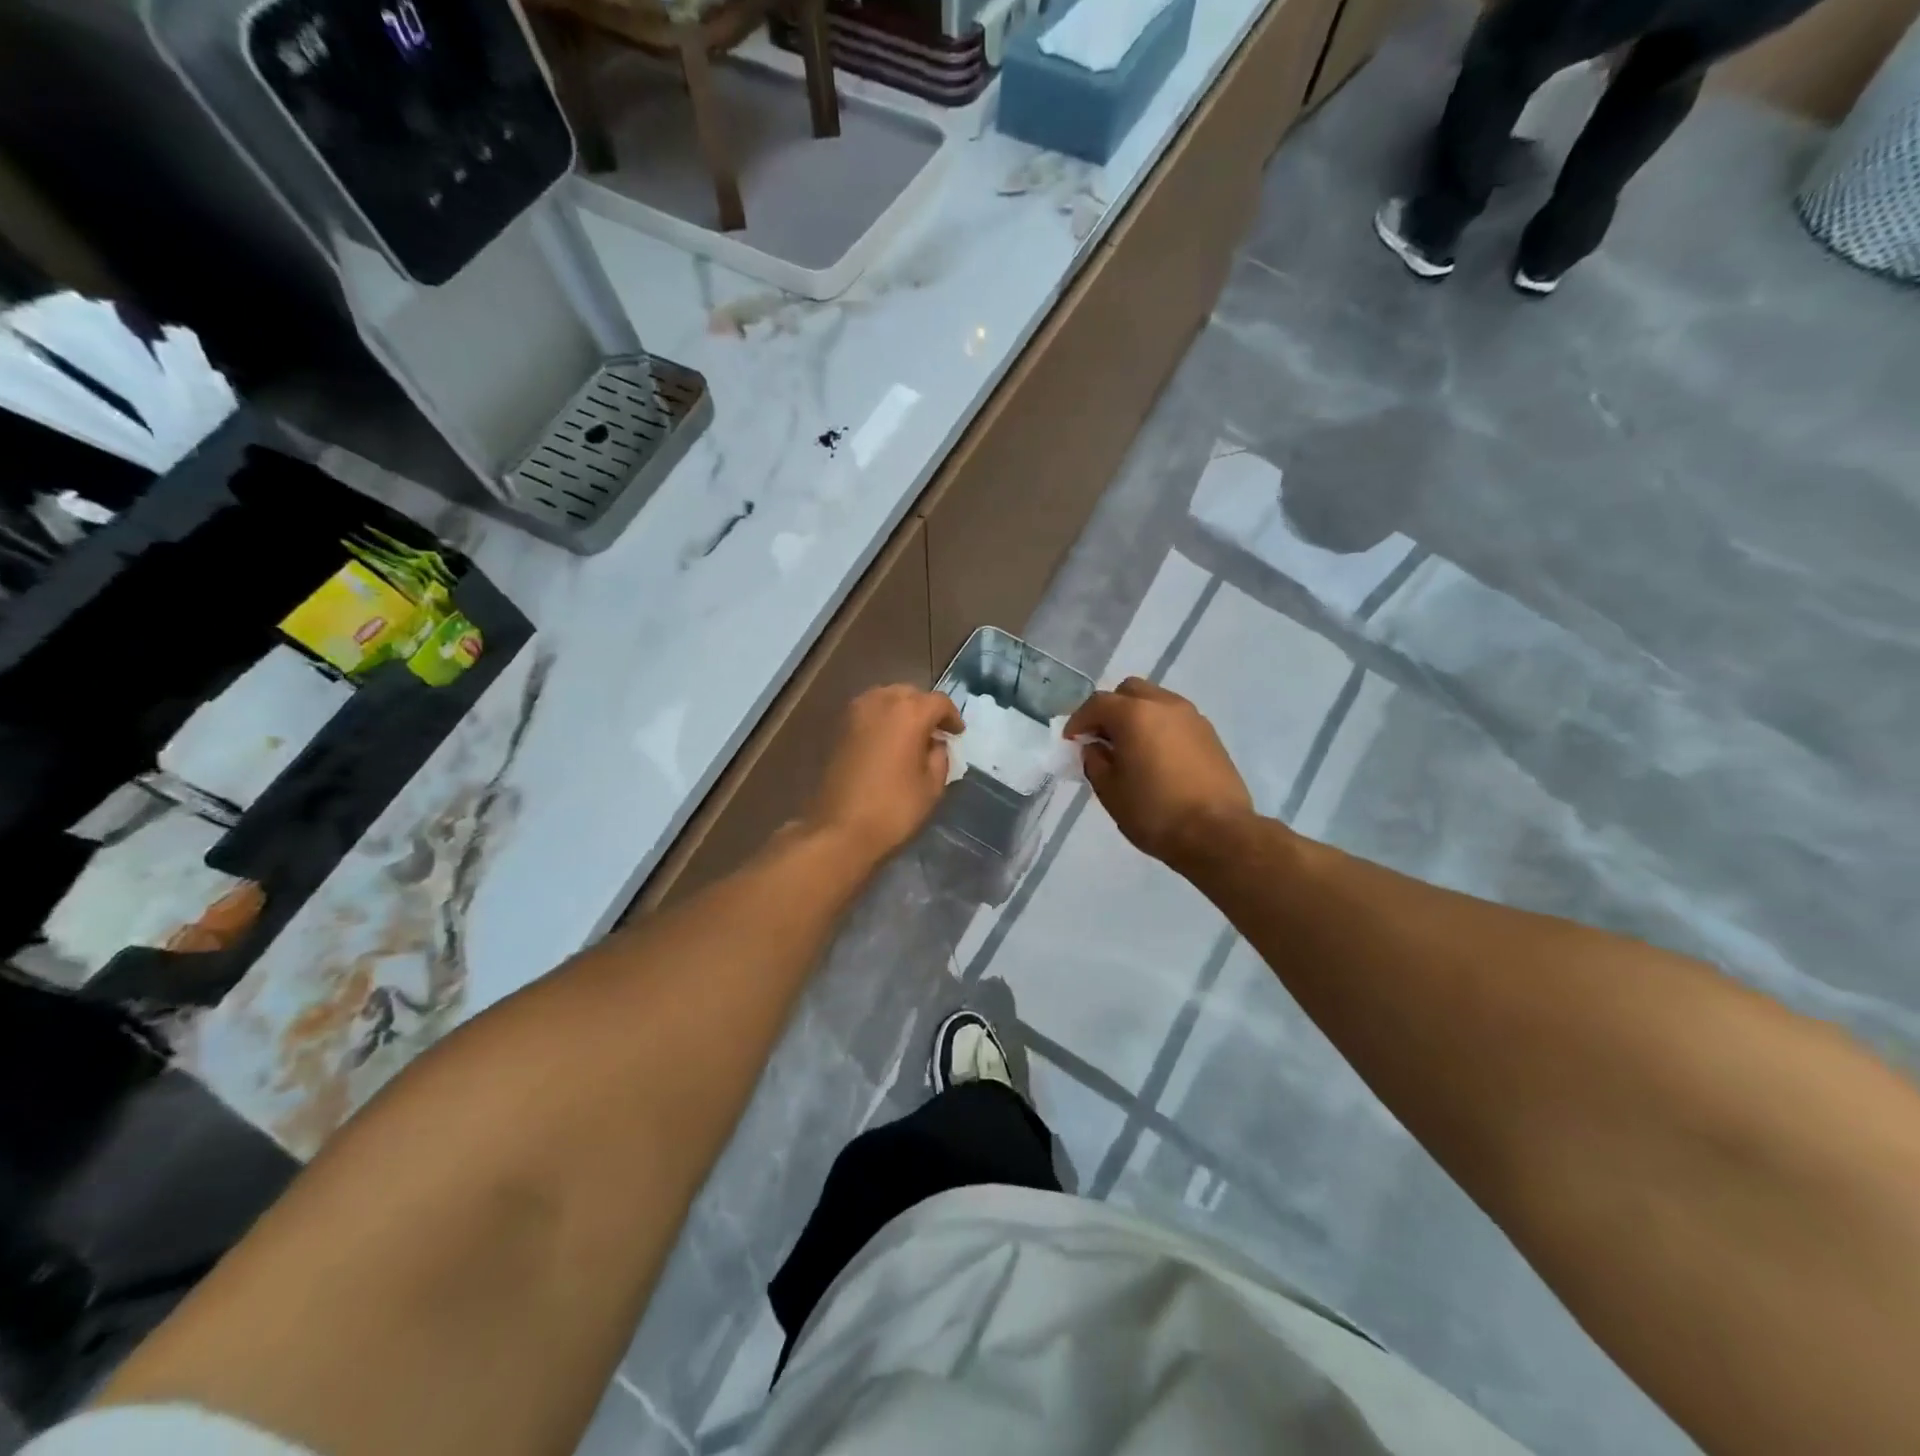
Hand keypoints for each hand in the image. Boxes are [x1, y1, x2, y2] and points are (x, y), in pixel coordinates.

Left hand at [806, 685, 962, 865]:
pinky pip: (868, 712)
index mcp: (909, 713)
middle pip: (910, 693)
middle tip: (935, 732)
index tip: (957, 734)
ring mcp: (855, 712)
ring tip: (911, 735)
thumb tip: (934, 743)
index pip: (939, 702)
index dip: (952, 716)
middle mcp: (881, 702)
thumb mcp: (932, 787)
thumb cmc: (894, 809)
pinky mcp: (838, 728)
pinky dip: (882, 719)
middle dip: (925, 709)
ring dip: (901, 710)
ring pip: (886, 698)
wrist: (840, 829)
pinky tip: (888, 742)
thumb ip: (939, 756)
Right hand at [1065, 678, 1253, 870]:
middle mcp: (1165, 705)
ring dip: (1137, 716)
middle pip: (1129, 691)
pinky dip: (1159, 728)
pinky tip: (1156, 757)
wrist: (1218, 833)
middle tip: (1101, 738)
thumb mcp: (1110, 791)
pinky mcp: (1210, 735)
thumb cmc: (1155, 813)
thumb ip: (1095, 762)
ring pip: (1156, 701)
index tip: (1071, 741)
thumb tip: (1095, 748)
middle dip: (1110, 709)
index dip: (1078, 720)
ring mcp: (1192, 717)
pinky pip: (1175, 719)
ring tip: (1130, 748)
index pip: (1097, 703)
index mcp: (1135, 714)